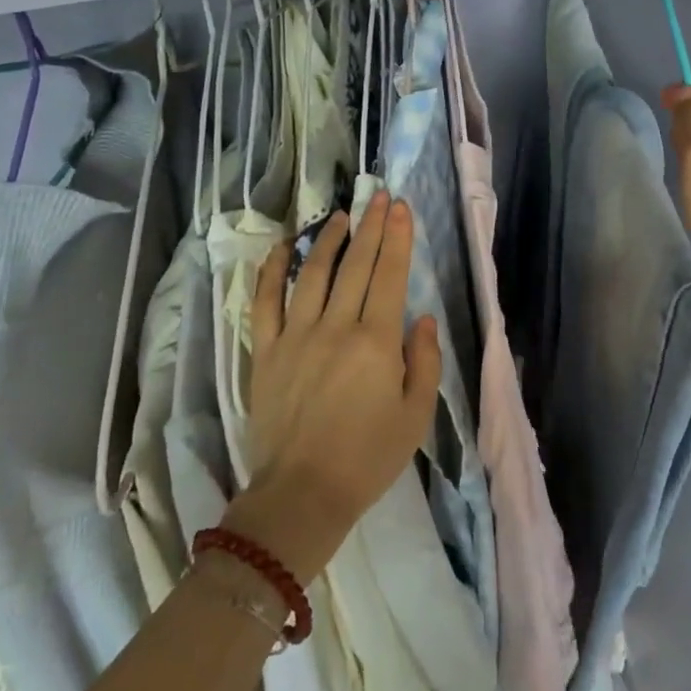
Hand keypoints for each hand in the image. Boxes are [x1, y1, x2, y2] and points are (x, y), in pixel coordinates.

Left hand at [228, 192, 441, 578]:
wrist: (302, 494)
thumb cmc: (368, 458)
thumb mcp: (416, 415)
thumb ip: (424, 361)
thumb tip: (422, 318)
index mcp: (376, 342)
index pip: (389, 275)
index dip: (397, 238)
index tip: (400, 207)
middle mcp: (336, 327)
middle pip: (356, 265)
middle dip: (371, 226)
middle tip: (378, 196)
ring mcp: (296, 336)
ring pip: (314, 274)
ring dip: (329, 240)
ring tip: (343, 216)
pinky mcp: (266, 352)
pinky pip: (266, 302)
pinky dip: (273, 271)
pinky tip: (283, 247)